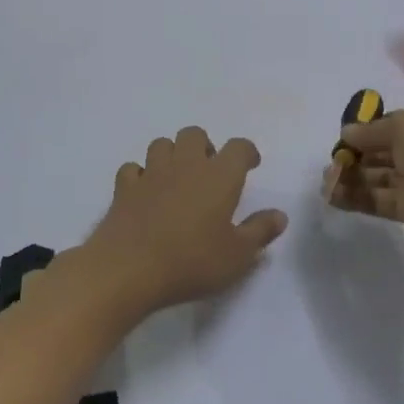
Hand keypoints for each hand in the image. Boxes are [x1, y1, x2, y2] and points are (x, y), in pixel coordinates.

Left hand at [79, 127, 287, 314]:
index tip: (251, 165)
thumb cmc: (192, 261)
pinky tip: (145, 192)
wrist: (129, 269)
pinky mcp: (123, 188)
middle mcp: (185, 165)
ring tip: (178, 178)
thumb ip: (260, 232)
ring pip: (162, 144)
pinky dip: (140, 175)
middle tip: (210, 172)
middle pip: (195, 134)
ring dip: (172, 154)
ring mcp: (150, 173)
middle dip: (205, 147)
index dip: (247, 152)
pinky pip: (133, 168)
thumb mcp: (238, 255)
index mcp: (219, 176)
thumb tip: (279, 215)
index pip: (239, 147)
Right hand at [323, 101, 403, 278]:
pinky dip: (354, 197)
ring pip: (377, 176)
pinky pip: (377, 199)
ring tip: (326, 181)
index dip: (366, 128)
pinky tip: (331, 196)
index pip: (393, 122)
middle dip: (355, 154)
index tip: (341, 137)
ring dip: (350, 176)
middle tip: (331, 163)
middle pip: (382, 149)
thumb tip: (347, 134)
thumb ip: (371, 131)